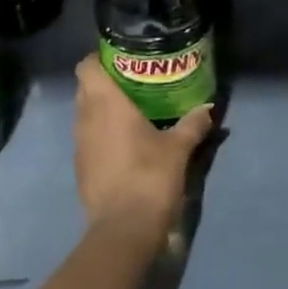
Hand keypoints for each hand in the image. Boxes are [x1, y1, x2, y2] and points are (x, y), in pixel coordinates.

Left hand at [73, 54, 212, 245]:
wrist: (123, 230)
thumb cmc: (150, 177)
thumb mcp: (179, 148)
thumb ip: (193, 124)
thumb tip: (208, 108)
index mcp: (106, 104)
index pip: (86, 67)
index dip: (99, 58)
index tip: (122, 58)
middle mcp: (86, 119)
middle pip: (85, 88)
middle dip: (105, 82)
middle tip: (134, 81)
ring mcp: (79, 146)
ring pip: (85, 114)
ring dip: (102, 109)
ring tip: (132, 110)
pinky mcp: (81, 169)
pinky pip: (88, 139)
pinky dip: (101, 134)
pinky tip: (125, 142)